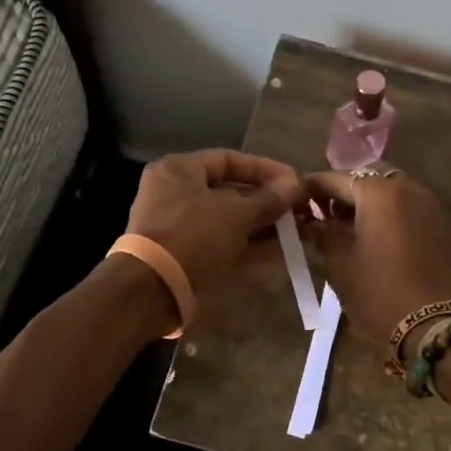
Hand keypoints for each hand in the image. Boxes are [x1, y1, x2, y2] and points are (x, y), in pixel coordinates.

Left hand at [126, 149, 304, 297]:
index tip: (294, 181)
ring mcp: (180, 227)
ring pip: (229, 221)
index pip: (228, 159)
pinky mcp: (186, 256)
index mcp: (178, 171)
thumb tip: (297, 184)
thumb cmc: (192, 236)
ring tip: (298, 231)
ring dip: (263, 226)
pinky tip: (281, 252)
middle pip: (230, 192)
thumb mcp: (236, 214)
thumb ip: (268, 199)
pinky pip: (223, 244)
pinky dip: (250, 246)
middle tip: (300, 209)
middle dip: (267, 201)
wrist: (151, 290)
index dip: (264, 169)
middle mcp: (176, 194)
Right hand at [302, 169, 450, 345]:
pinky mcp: (437, 224)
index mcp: (378, 192)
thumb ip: (322, 233)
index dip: (312, 188)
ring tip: (344, 227)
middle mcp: (406, 188)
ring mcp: (426, 204)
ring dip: (365, 201)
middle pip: (367, 177)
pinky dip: (385, 212)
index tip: (295, 199)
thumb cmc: (377, 291)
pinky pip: (404, 205)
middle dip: (343, 191)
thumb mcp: (339, 262)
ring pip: (388, 189)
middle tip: (323, 213)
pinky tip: (370, 236)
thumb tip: (310, 222)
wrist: (431, 323)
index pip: (336, 178)